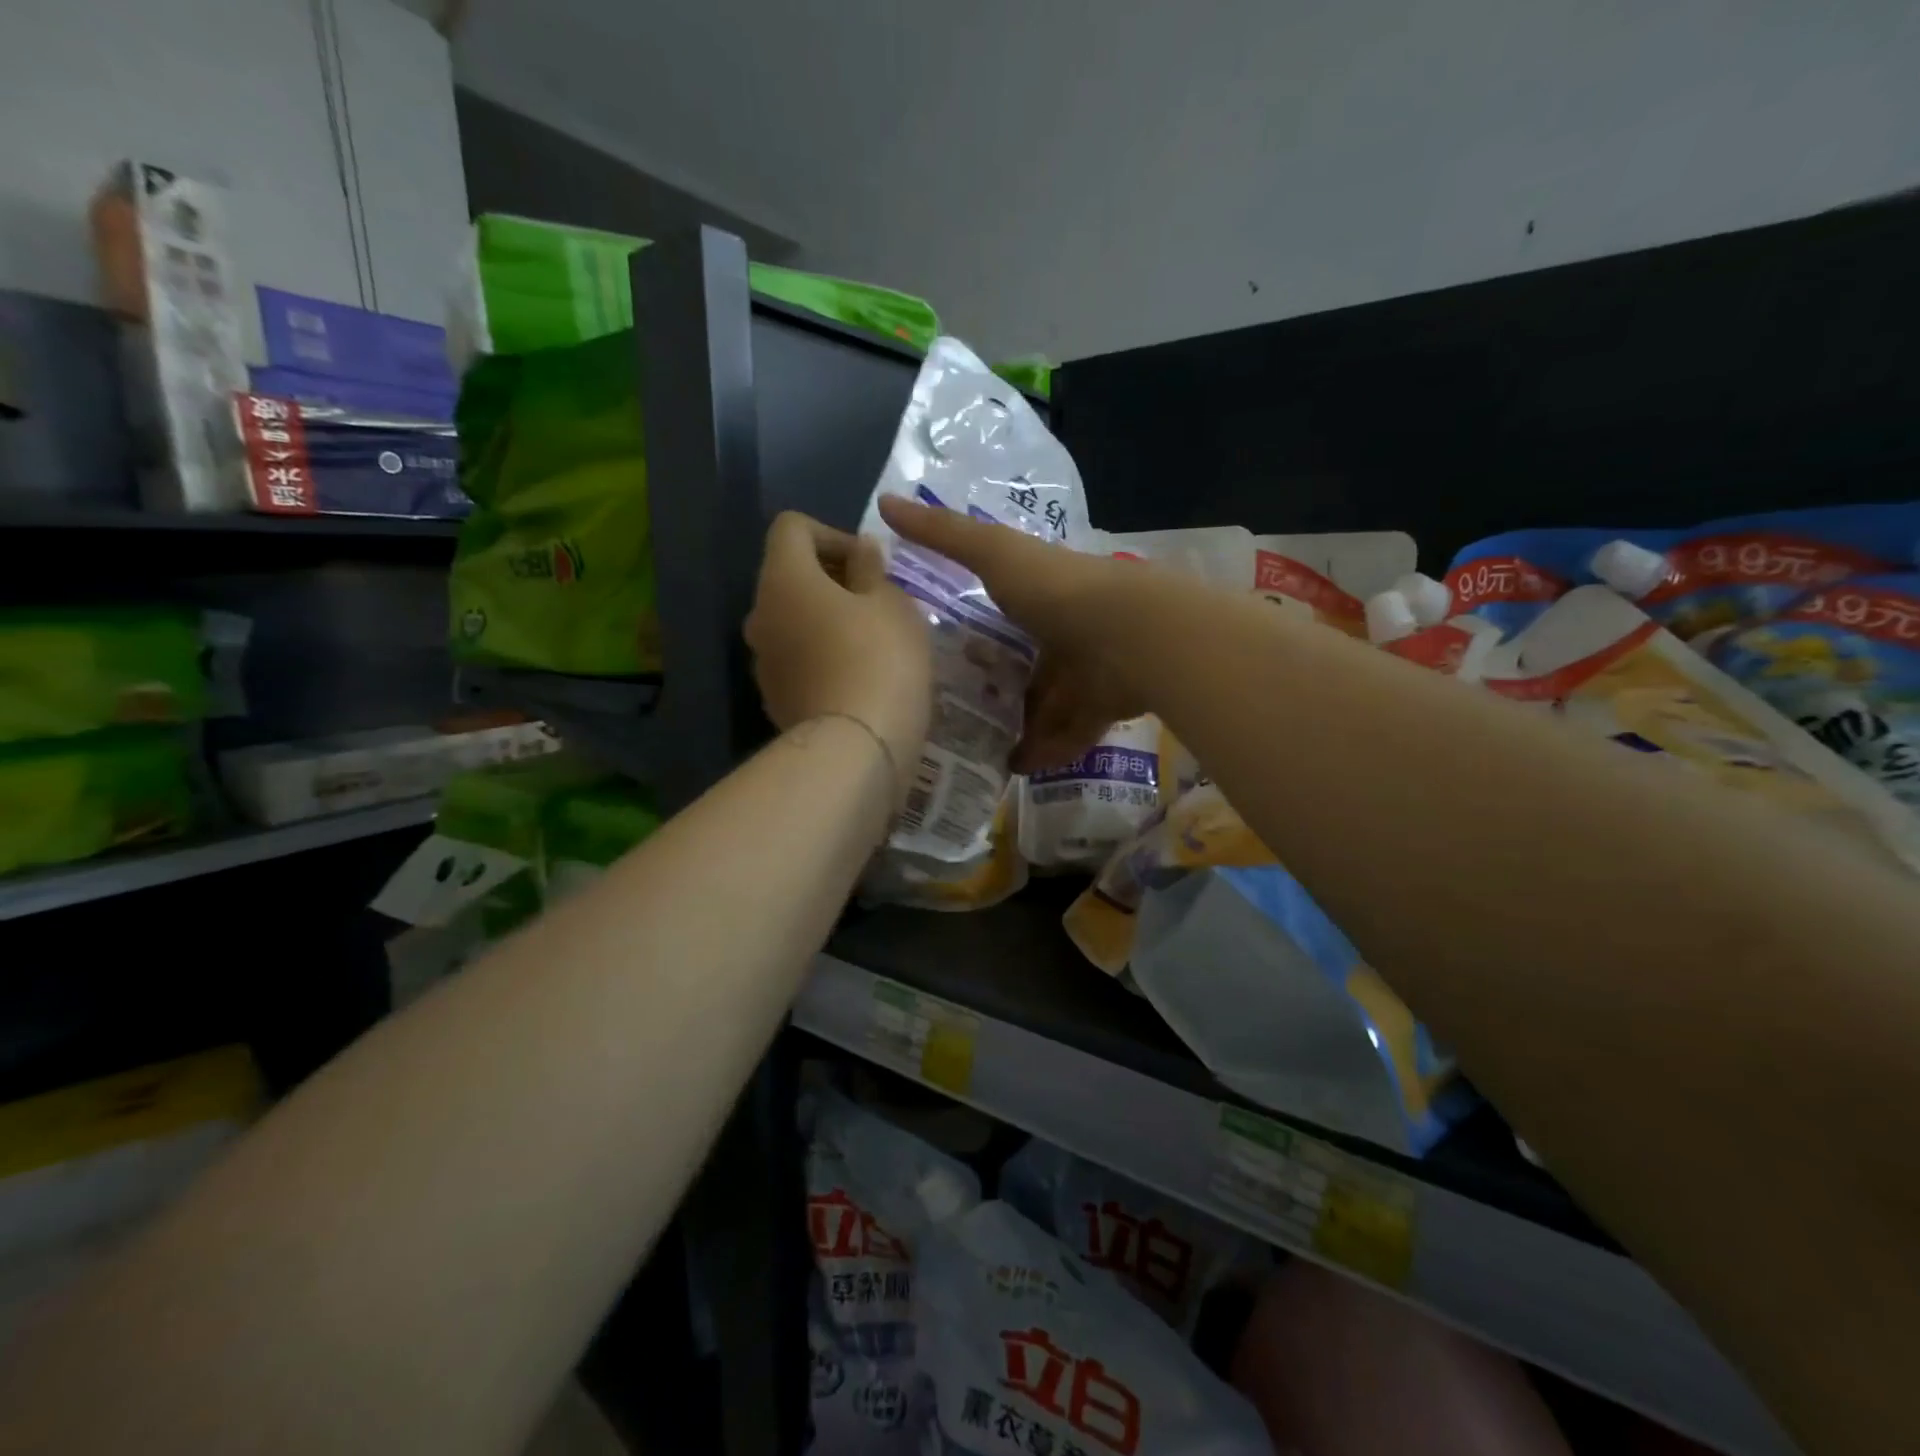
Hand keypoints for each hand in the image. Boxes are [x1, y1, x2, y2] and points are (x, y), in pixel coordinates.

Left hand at [745, 512, 931, 799]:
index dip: (832, 533)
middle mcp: (760, 615)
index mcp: (783, 578)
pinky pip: (798, 662)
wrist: (856, 749)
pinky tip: (859, 679)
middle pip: (790, 577)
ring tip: (874, 643)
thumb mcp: (892, 602)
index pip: (791, 527)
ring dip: (828, 621)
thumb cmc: (880, 659)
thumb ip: (871, 568)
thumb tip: (859, 552)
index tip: (869, 564)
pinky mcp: (775, 700)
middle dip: (833, 581)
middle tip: (879, 602)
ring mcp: (763, 662)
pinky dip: (823, 658)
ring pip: (794, 622)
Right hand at [877, 497, 1145, 771]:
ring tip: (973, 750)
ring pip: (1045, 705)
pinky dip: (1046, 751)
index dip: (976, 632)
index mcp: (1041, 597)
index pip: (1004, 615)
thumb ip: (943, 535)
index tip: (939, 655)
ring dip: (1016, 726)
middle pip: (1023, 665)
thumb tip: (883, 501)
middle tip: (951, 714)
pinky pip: (1069, 735)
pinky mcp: (1101, 709)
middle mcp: (1064, 633)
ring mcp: (1085, 674)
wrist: (1128, 634)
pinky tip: (1014, 768)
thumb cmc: (1056, 591)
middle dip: (994, 687)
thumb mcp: (993, 553)